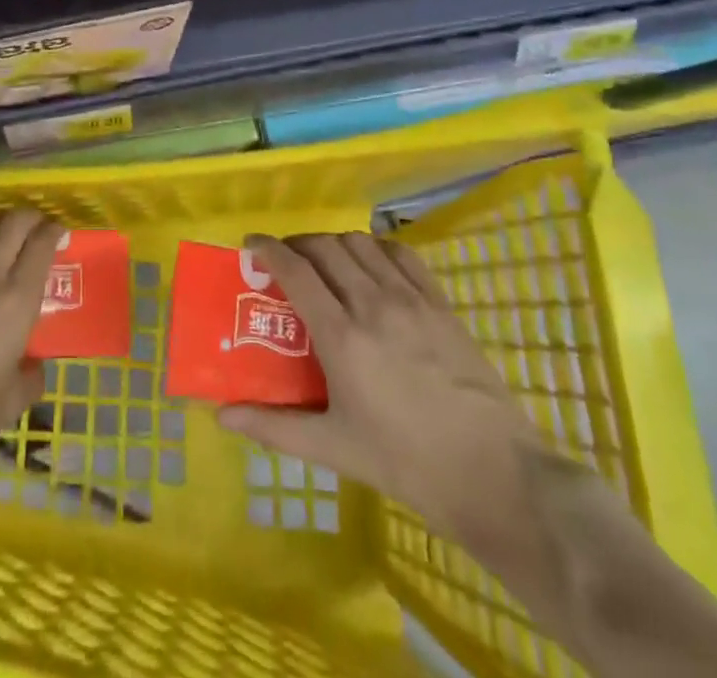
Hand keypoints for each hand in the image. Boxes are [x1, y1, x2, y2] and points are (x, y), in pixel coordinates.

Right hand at [217, 233, 546, 548]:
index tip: (251, 244)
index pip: (295, 270)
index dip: (268, 249)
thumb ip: (274, 427)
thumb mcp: (334, 448)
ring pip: (361, 244)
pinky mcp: (441, 303)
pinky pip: (402, 254)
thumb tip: (222, 416)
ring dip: (334, 244)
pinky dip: (377, 249)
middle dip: (298, 244)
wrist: (493, 474)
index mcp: (342, 337)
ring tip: (326, 263)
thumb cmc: (406, 462)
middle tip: (286, 260)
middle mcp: (372, 304)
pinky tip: (373, 266)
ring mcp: (411, 299)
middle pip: (325, 247)